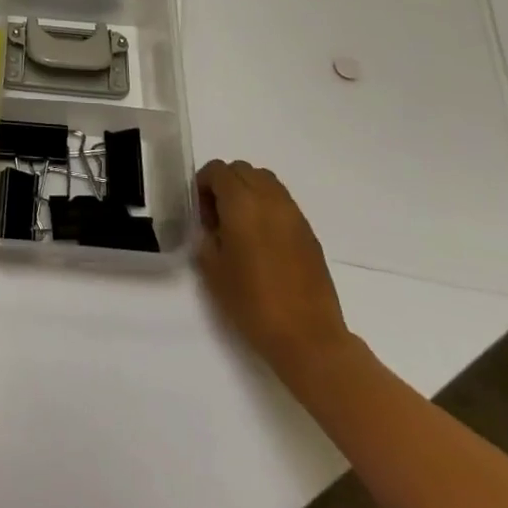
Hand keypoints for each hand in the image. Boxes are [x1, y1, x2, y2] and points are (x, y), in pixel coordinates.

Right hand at [196, 159, 355, 379]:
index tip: (199, 212)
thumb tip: (209, 226)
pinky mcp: (308, 232)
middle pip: (242, 170)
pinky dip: (267, 207)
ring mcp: (293, 214)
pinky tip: (261, 240)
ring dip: (248, 191)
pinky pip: (282, 202)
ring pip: (265, 181)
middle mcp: (269, 199)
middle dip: (225, 184)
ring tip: (239, 225)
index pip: (218, 170)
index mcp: (242, 203)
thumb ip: (206, 236)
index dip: (202, 184)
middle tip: (216, 216)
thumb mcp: (212, 269)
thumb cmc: (252, 302)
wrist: (308, 337)